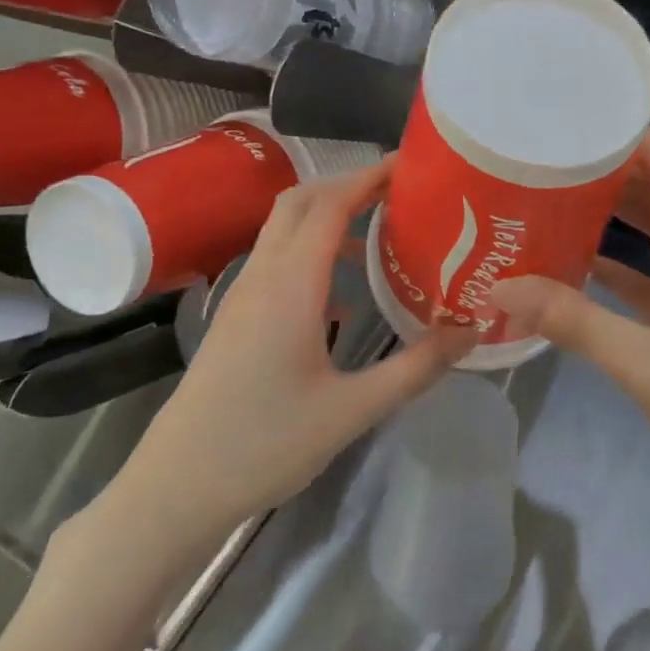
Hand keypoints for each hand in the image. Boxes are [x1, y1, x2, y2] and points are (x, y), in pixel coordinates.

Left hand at [114, 160, 468, 554]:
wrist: (179, 484)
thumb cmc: (265, 444)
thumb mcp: (352, 410)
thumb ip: (415, 367)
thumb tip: (471, 329)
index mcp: (290, 285)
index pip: (329, 205)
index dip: (369, 177)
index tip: (410, 166)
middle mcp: (262, 276)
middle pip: (301, 202)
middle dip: (348, 185)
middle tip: (400, 194)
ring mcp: (243, 294)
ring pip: (284, 228)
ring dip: (327, 215)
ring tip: (380, 232)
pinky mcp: (236, 316)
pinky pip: (276, 258)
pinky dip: (311, 247)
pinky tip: (342, 289)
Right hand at [491, 130, 649, 511]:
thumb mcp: (649, 365)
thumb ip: (575, 323)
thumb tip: (502, 286)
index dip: (629, 137)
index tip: (574, 123)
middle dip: (611, 172)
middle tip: (549, 161)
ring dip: (614, 217)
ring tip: (555, 201)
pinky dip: (619, 267)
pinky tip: (576, 266)